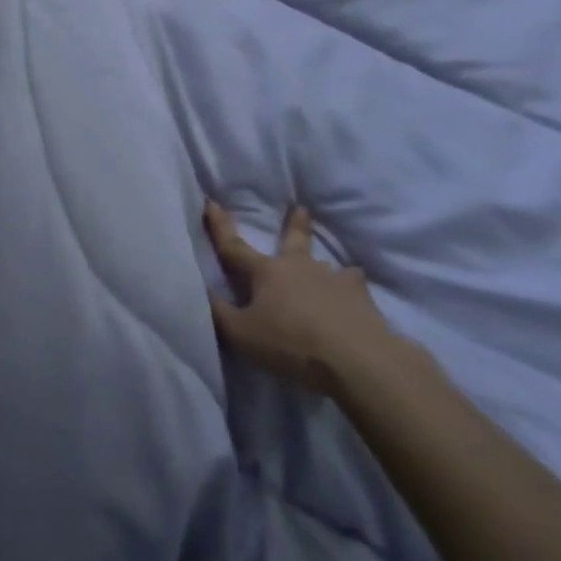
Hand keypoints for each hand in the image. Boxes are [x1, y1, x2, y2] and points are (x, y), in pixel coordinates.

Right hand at [204, 201, 399, 396]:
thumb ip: (218, 311)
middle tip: (300, 208)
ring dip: (321, 266)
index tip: (211, 202)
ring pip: (325, 265)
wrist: (356, 358)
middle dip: (293, 224)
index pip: (234, 246)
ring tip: (328, 270)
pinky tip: (354, 296)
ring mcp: (333, 279)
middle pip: (293, 240)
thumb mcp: (240, 334)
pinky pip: (353, 286)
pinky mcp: (361, 297)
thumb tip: (200, 287)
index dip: (219, 226)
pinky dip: (350, 288)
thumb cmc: (290, 344)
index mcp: (266, 272)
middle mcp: (299, 267)